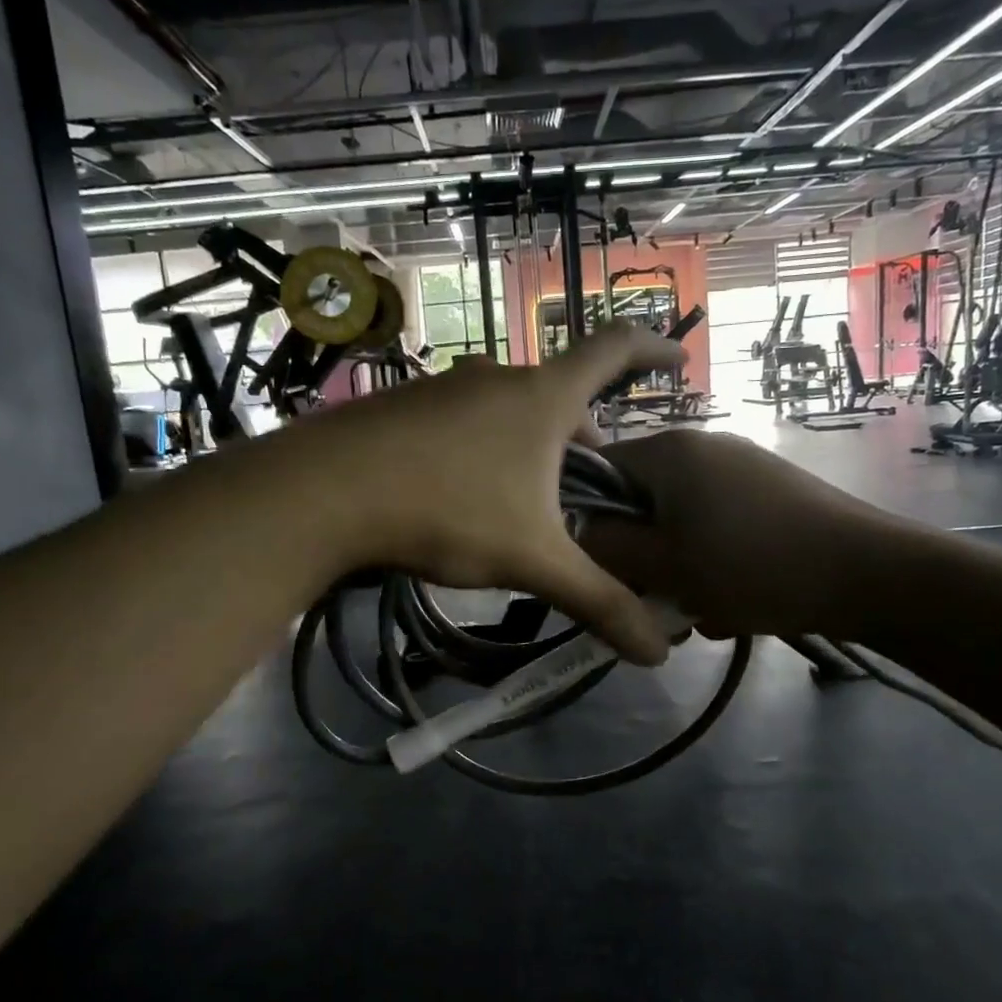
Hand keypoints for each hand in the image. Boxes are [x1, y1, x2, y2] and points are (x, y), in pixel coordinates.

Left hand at [287, 328, 685, 663]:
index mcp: (542, 398)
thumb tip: (659, 655)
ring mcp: (442, 387)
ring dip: (529, 446)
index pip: (613, 350)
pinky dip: (482, 448)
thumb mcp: (532, 560)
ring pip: (507, 411)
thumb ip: (599, 602)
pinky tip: (460, 494)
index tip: (678, 358)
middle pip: (559, 396)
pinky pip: (461, 421)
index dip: (652, 347)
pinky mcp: (400, 405)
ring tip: (525, 501)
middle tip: (587, 487)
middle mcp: (496, 378)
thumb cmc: (447, 510)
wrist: (323, 491)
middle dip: (582, 438)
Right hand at [576, 430, 904, 638]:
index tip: (604, 570)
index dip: (589, 522)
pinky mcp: (772, 493)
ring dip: (678, 569)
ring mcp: (742, 467)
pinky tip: (734, 601)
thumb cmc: (751, 566)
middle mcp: (702, 446)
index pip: (597, 473)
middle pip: (641, 502)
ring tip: (700, 613)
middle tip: (655, 604)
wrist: (869, 573)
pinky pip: (718, 526)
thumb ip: (606, 548)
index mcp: (669, 451)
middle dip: (642, 557)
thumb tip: (580, 535)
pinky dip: (713, 562)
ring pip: (680, 522)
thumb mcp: (663, 565)